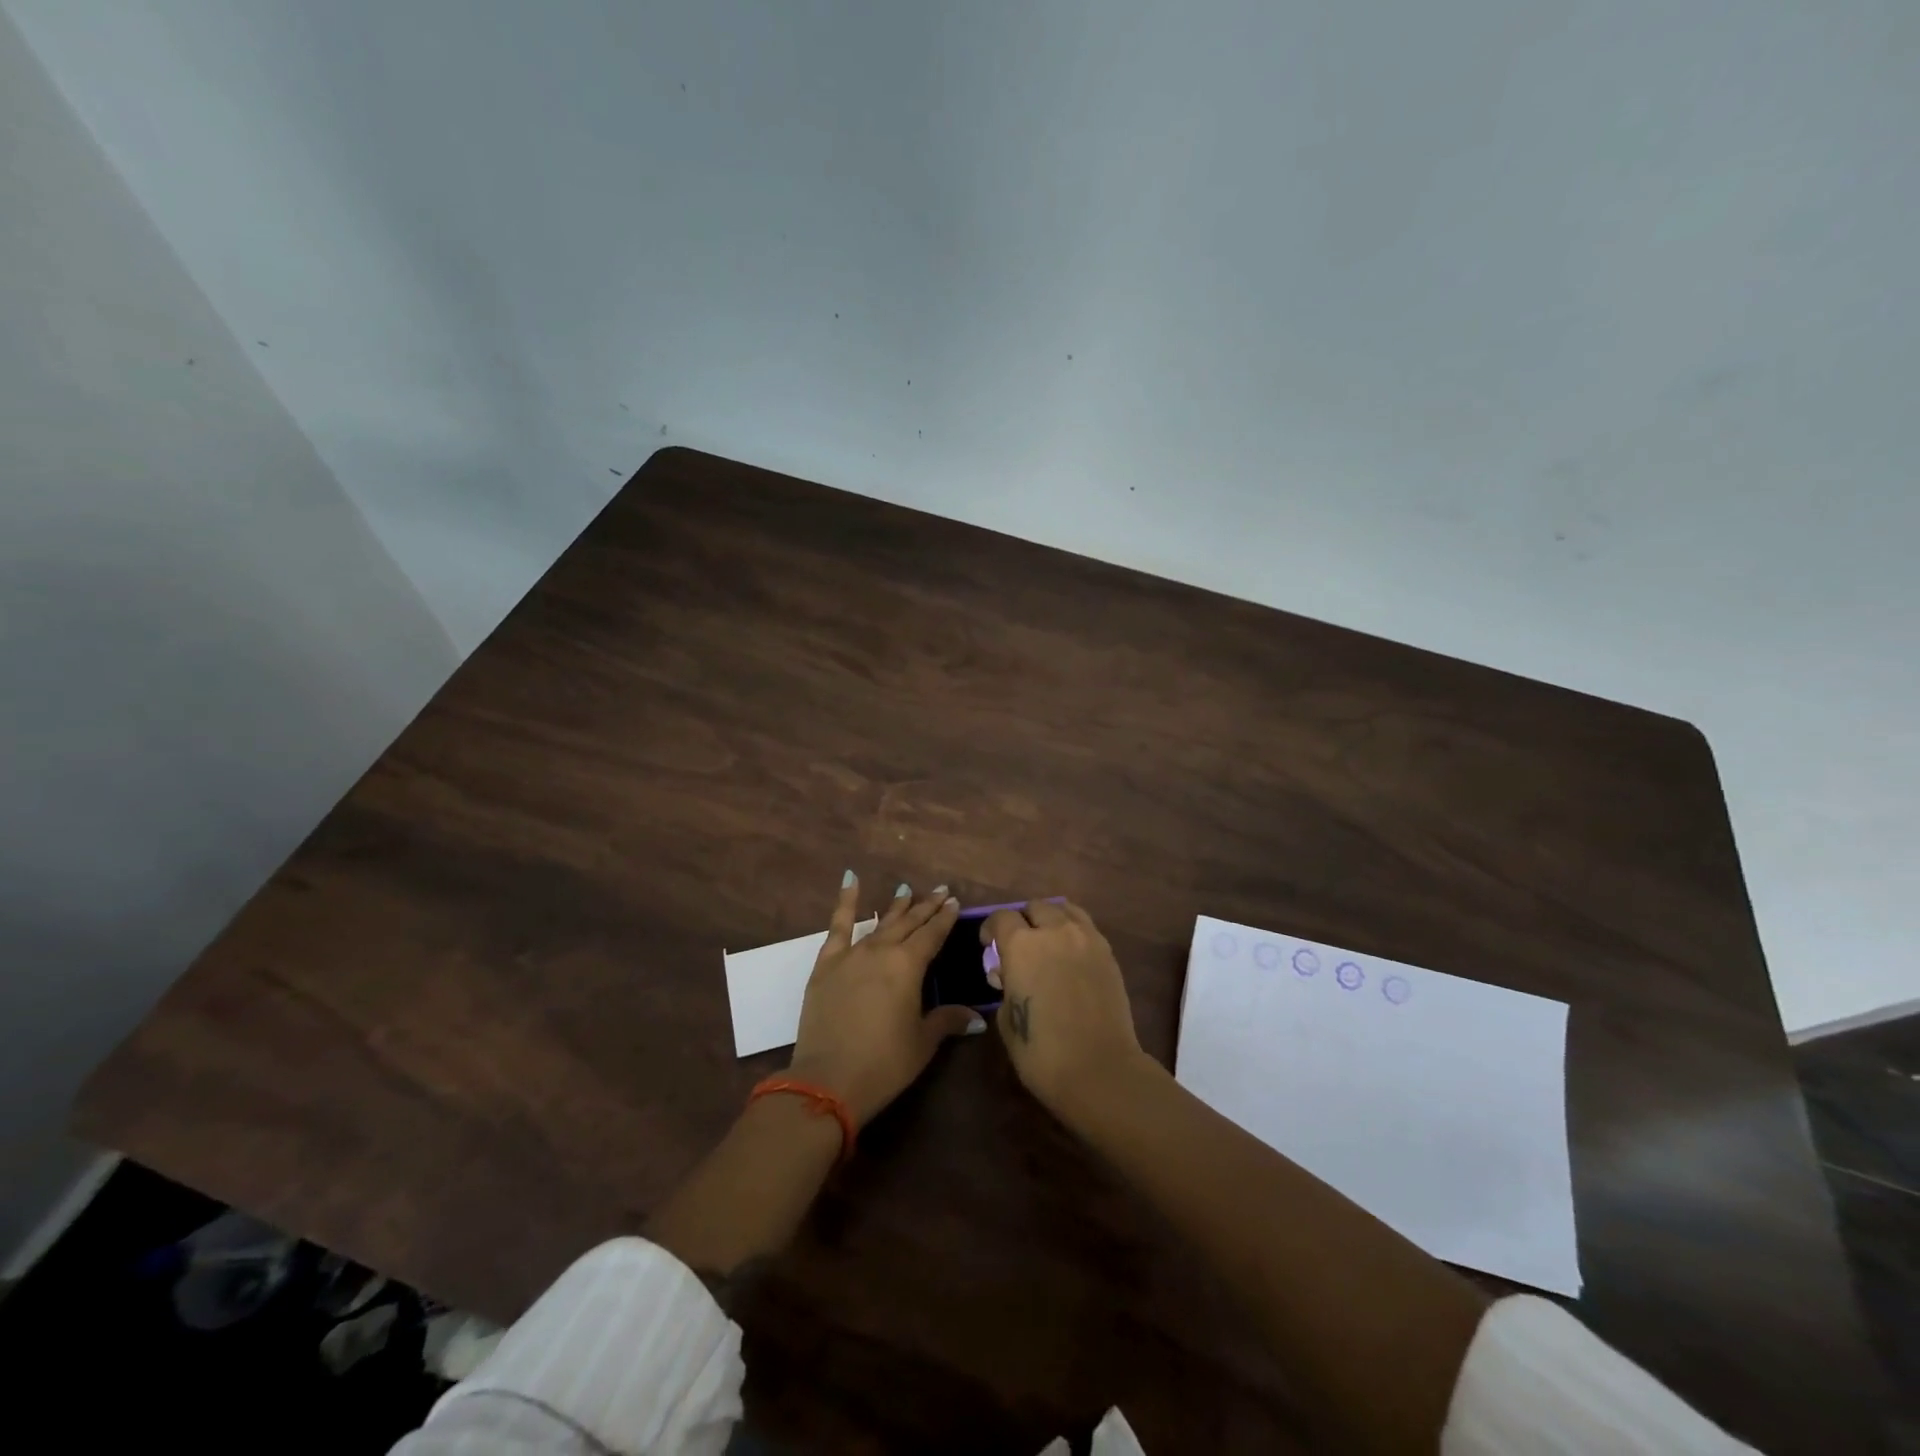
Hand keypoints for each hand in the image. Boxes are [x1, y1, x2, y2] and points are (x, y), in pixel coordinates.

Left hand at [789, 873, 984, 1124]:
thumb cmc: (884, 1063)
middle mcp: (882, 950)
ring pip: (879, 923)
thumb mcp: (922, 1042)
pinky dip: (845, 903)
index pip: (932, 935)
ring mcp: (851, 955)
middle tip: (940, 891)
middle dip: (926, 907)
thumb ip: (947, 1021)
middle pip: (908, 923)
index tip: (954, 902)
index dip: (945, 918)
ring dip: (895, 907)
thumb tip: (976, 1018)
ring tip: (906, 890)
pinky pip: (838, 927)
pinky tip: (850, 880)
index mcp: (909, 966)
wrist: (828, 1080)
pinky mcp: (826, 965)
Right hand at [980, 900, 1146, 1119]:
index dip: (991, 930)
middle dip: (1023, 921)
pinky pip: (1085, 927)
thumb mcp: (1006, 1020)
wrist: (1100, 1070)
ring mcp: (1086, 938)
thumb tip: (1009, 977)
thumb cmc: (1043, 1052)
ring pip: (1064, 909)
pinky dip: (1073, 931)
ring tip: (1048, 943)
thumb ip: (1005, 988)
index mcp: (1021, 945)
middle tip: (1020, 946)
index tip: (989, 946)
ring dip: (1050, 920)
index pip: (1002, 918)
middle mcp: (1054, 931)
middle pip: (1034, 907)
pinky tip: (1070, 955)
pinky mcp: (1108, 952)